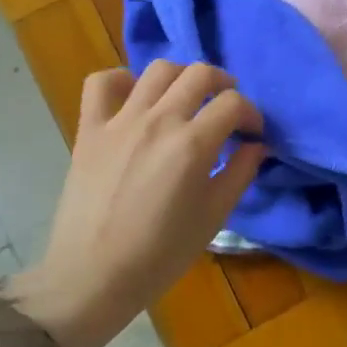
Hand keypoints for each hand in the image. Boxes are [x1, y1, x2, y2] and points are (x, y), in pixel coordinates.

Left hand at [9, 61, 263, 346]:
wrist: (93, 276)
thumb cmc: (160, 255)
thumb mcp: (214, 217)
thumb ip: (240, 173)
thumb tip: (257, 145)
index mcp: (193, 144)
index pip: (233, 104)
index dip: (251, 114)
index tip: (252, 134)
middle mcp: (158, 120)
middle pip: (199, 74)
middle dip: (223, 85)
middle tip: (226, 108)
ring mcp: (120, 120)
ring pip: (158, 70)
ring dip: (181, 77)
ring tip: (186, 98)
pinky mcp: (89, 128)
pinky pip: (101, 82)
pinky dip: (121, 80)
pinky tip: (133, 97)